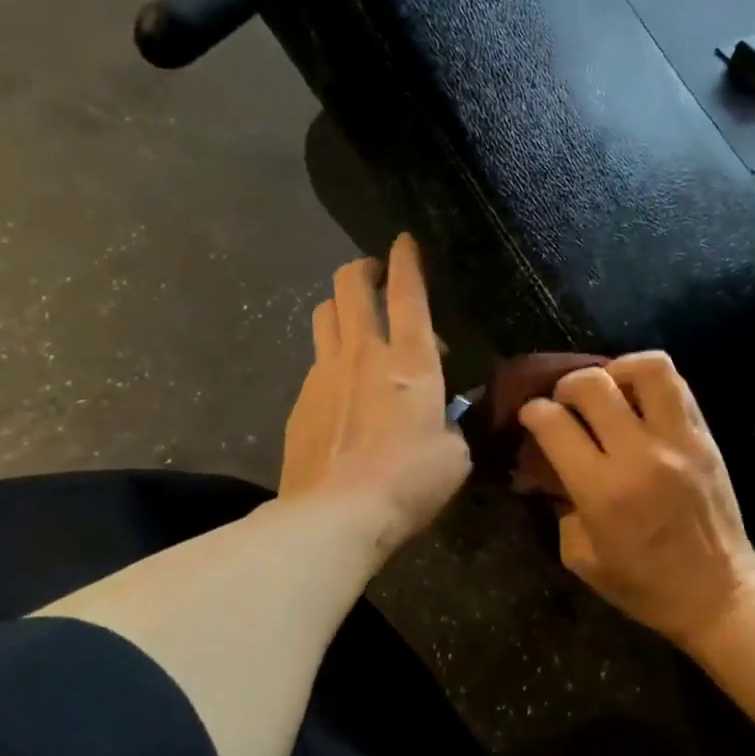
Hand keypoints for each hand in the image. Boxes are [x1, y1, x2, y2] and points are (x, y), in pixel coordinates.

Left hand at [279, 235, 470, 555]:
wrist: (336, 514)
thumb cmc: (408, 483)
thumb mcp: (454, 455)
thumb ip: (450, 424)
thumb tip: (441, 417)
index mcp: (411, 362)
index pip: (407, 293)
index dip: (407, 260)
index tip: (404, 241)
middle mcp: (363, 354)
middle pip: (350, 286)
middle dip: (362, 269)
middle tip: (375, 277)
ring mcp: (324, 373)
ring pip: (324, 314)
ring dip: (340, 306)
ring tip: (354, 322)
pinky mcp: (300, 400)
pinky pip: (315, 360)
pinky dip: (330, 357)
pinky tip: (340, 386)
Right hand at [518, 352, 754, 648]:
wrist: (718, 593)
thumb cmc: (644, 585)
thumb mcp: (582, 558)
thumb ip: (562, 509)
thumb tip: (554, 474)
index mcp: (602, 491)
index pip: (554, 424)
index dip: (533, 412)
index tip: (531, 416)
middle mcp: (639, 455)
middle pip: (593, 385)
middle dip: (566, 385)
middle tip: (565, 402)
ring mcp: (678, 441)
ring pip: (647, 369)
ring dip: (617, 369)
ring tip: (609, 387)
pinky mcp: (705, 438)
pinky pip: (678, 386)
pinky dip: (651, 380)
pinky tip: (639, 399)